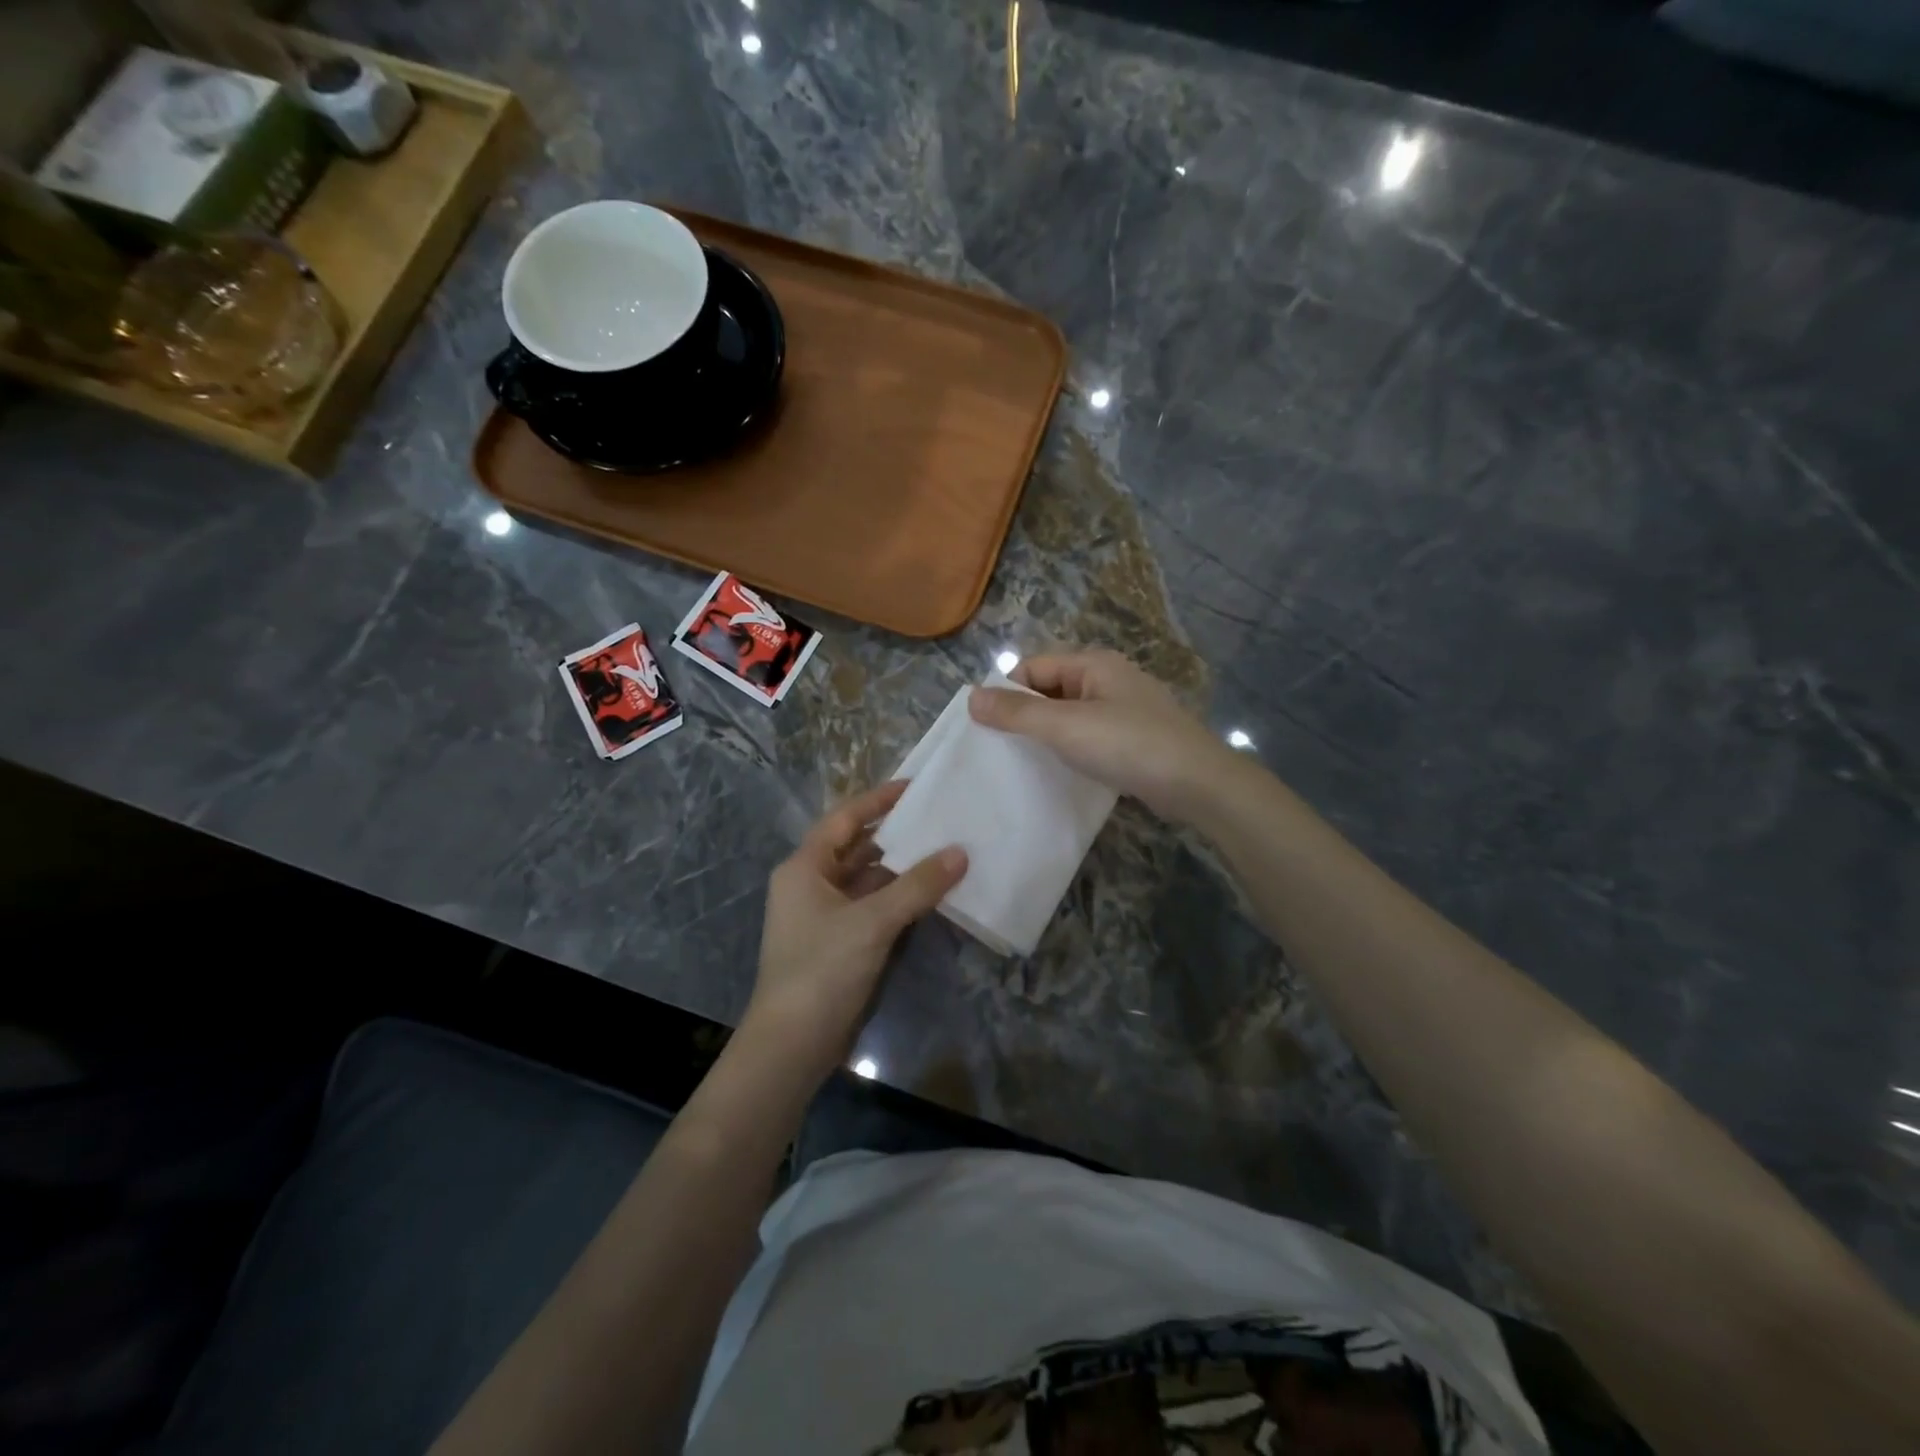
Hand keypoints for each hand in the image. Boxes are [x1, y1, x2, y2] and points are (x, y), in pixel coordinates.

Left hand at [743, 781, 966, 1078]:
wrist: (792, 1045)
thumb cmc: (822, 969)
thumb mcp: (872, 922)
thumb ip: (918, 885)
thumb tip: (960, 852)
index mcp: (805, 867)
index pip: (844, 818)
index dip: (878, 800)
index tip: (915, 787)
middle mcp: (811, 884)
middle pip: (857, 847)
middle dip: (896, 834)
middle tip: (939, 818)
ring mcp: (824, 916)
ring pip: (867, 879)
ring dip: (901, 869)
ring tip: (944, 851)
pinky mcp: (838, 942)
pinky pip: (872, 907)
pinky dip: (898, 898)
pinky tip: (930, 893)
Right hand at [969, 649, 1237, 823]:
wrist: (1197, 783)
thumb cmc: (1128, 744)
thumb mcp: (1065, 726)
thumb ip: (1017, 712)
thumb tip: (971, 697)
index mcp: (1093, 664)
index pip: (1033, 668)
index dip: (1007, 693)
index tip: (985, 728)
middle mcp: (1108, 679)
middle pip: (1050, 690)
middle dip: (1025, 716)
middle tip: (998, 750)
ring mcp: (1124, 710)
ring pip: (1070, 716)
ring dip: (1047, 736)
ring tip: (1022, 764)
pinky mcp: (1134, 739)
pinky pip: (1090, 736)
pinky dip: (1072, 750)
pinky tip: (1060, 772)